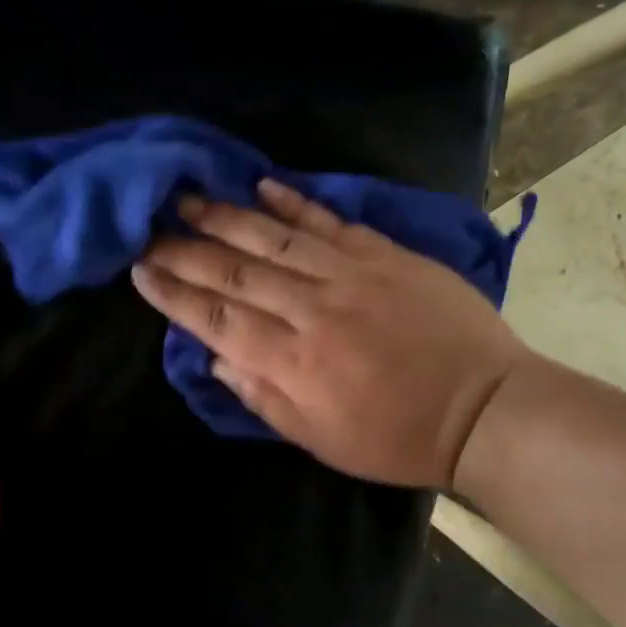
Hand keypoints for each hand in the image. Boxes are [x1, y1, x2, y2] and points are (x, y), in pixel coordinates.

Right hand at [131, 179, 530, 491]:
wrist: (485, 408)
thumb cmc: (397, 437)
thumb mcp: (321, 440)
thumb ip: (264, 397)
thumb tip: (217, 358)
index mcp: (294, 361)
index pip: (218, 319)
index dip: (175, 294)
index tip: (141, 271)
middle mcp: (313, 309)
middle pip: (237, 271)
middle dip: (185, 250)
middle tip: (148, 228)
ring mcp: (352, 275)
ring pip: (275, 238)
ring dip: (226, 217)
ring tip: (188, 198)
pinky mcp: (386, 255)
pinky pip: (331, 222)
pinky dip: (295, 202)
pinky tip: (262, 185)